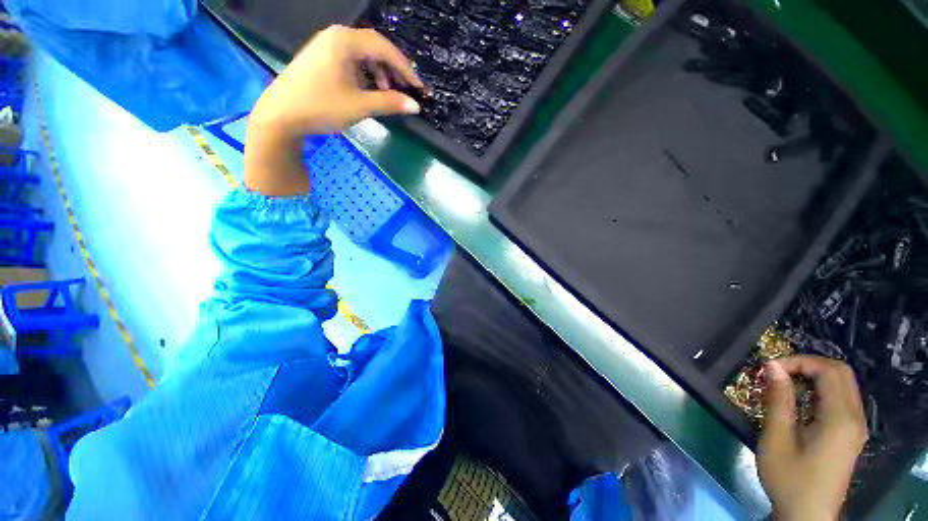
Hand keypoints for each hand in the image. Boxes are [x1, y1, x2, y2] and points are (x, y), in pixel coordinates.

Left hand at [245, 25, 422, 195]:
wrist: (281, 115)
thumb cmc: (322, 107)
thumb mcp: (360, 106)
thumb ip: (390, 103)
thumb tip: (415, 105)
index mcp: (345, 41)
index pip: (385, 48)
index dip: (406, 69)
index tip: (419, 88)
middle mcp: (336, 36)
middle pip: (374, 47)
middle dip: (394, 68)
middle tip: (406, 89)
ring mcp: (326, 46)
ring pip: (362, 54)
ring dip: (379, 72)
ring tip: (387, 93)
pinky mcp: (321, 58)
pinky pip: (350, 61)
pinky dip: (365, 74)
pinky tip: (368, 90)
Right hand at [758, 356, 867, 520]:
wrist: (808, 515)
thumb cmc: (790, 478)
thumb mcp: (777, 439)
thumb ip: (779, 400)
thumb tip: (772, 366)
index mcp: (840, 418)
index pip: (829, 371)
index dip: (799, 362)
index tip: (770, 369)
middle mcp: (855, 418)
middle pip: (841, 373)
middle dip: (808, 365)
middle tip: (778, 372)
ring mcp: (856, 428)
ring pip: (843, 385)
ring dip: (815, 377)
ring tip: (785, 385)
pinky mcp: (851, 436)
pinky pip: (842, 399)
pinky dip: (822, 391)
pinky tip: (801, 403)